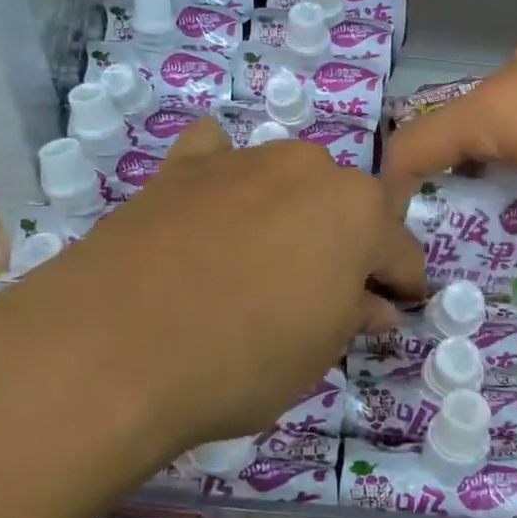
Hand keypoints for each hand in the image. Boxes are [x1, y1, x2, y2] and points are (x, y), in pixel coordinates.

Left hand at [0, 120, 425, 468]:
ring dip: (292, 213)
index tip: (396, 308)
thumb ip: (353, 316)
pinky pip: (217, 158)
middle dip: (347, 246)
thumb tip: (375, 305)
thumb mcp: (317, 353)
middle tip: (325, 293)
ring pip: (288, 182)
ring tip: (264, 258)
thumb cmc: (241, 360)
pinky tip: (211, 203)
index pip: (400, 250)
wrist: (113, 347)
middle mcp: (308, 168)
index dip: (402, 284)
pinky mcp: (182, 168)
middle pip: (345, 207)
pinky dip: (225, 176)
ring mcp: (241, 160)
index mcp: (358, 211)